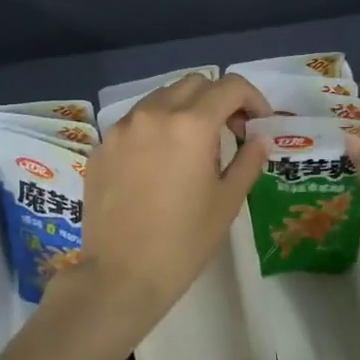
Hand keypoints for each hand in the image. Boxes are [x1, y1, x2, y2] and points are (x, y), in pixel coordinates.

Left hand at [57, 73, 270, 347]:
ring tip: (193, 147)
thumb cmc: (184, 242)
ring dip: (184, 109)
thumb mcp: (227, 202)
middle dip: (218, 100)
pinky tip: (158, 164)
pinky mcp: (101, 146)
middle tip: (230, 132)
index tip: (258, 123)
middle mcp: (153, 114)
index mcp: (191, 125)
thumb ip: (248, 160)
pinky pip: (135, 122)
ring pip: (161, 98)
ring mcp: (121, 128)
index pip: (230, 86)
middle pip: (195, 84)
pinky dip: (155, 129)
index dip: (252, 98)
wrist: (121, 275)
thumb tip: (258, 138)